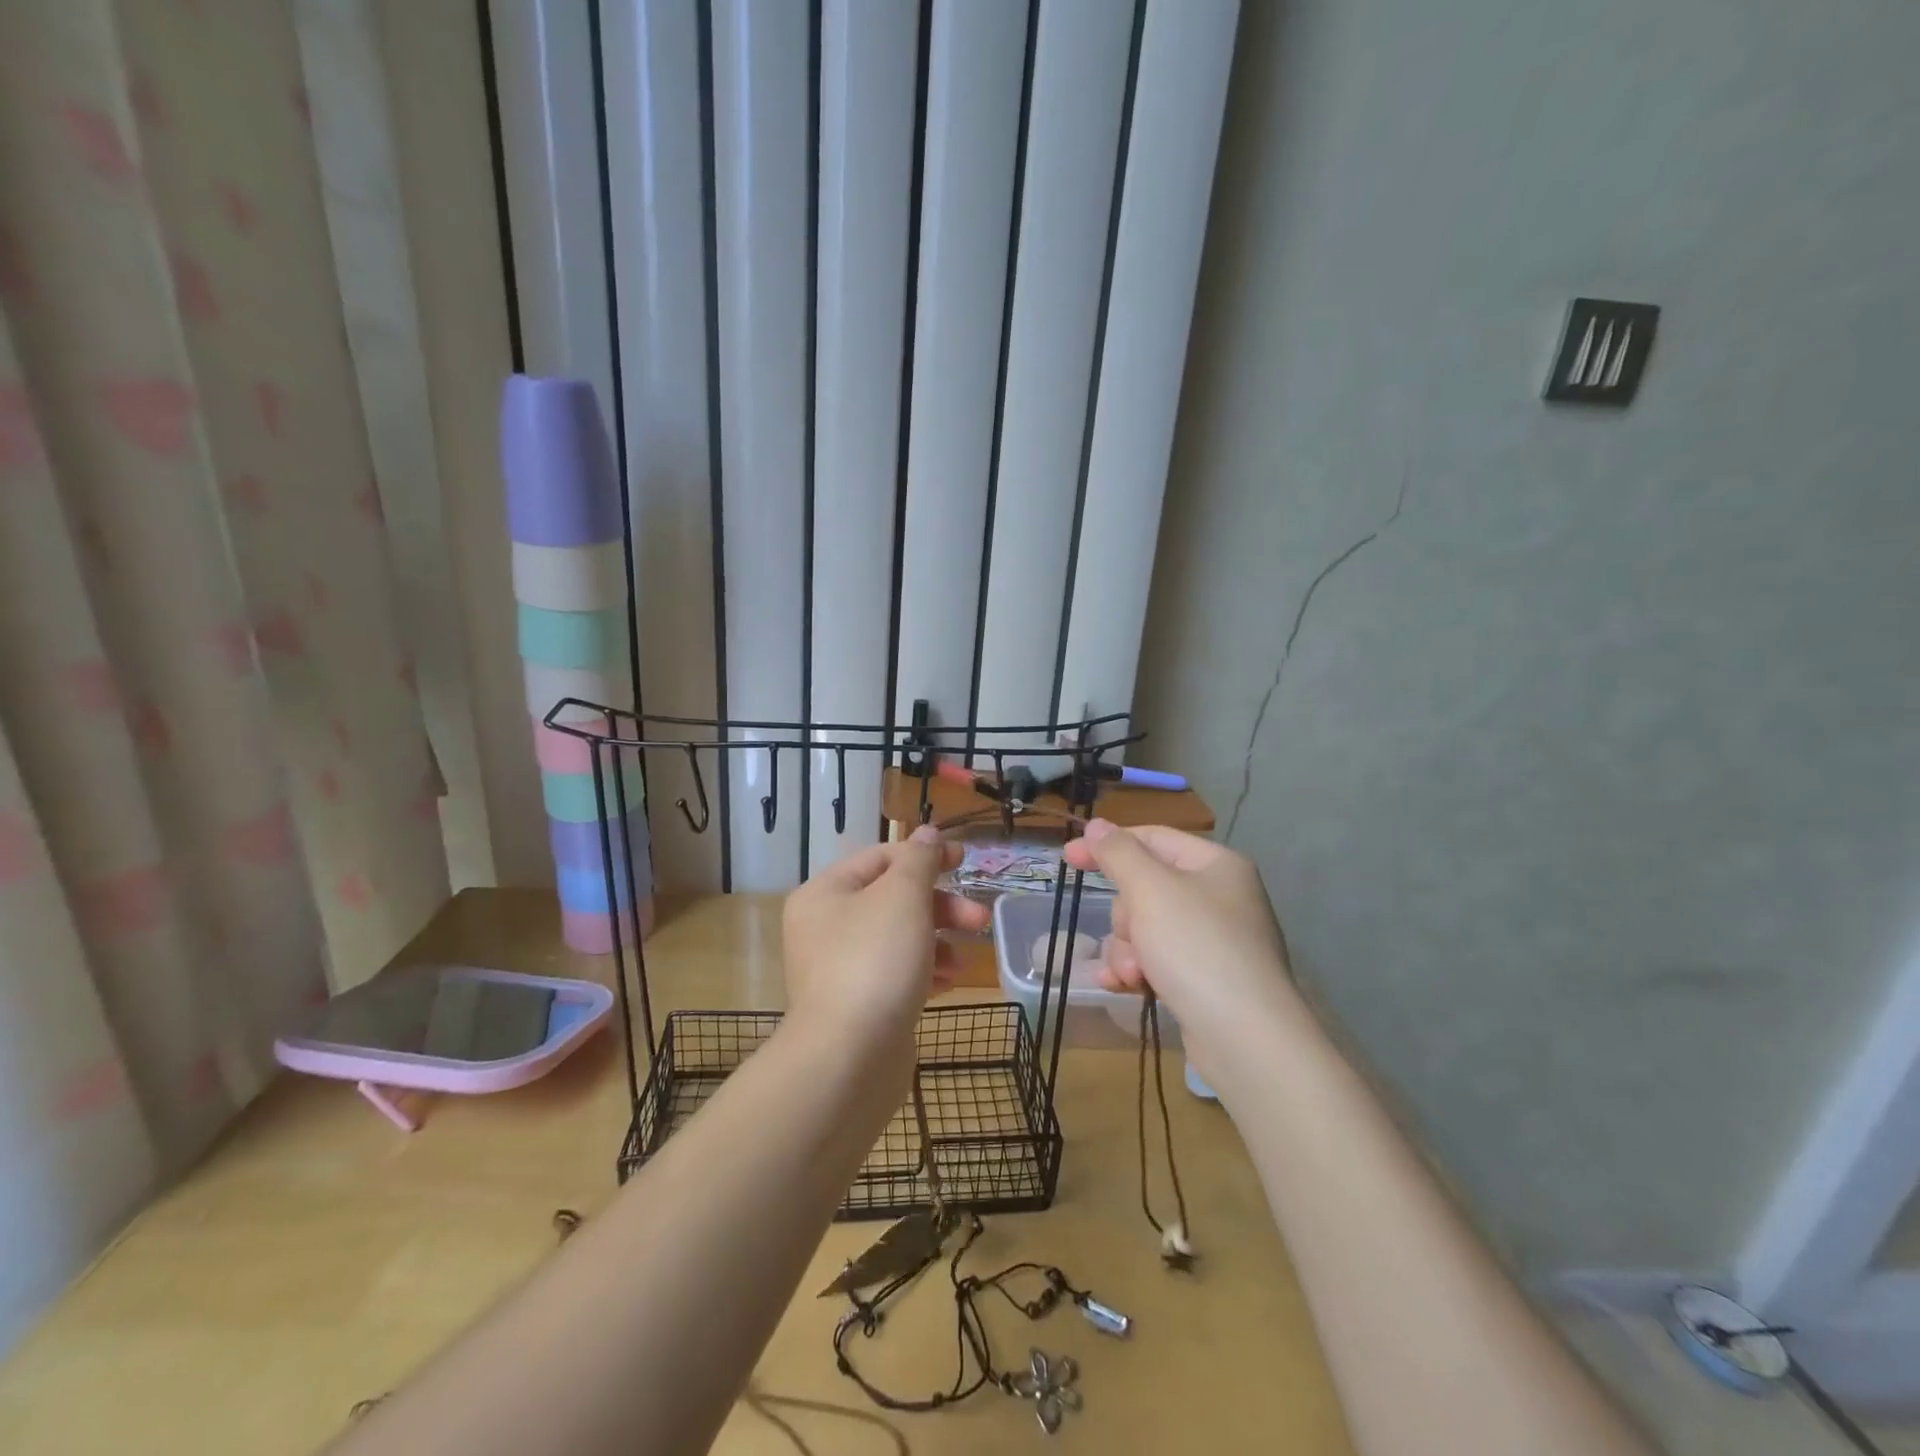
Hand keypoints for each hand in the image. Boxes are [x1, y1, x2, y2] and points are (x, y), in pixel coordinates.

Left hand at [781, 825, 989, 1059]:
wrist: (849, 1060)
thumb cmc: (875, 961)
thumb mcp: (903, 896)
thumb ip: (920, 859)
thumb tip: (928, 833)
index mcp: (825, 893)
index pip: (881, 858)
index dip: (925, 855)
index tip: (965, 861)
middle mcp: (825, 927)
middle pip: (892, 899)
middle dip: (940, 906)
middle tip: (978, 919)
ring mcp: (839, 970)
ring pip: (899, 939)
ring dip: (937, 941)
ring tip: (963, 960)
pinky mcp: (858, 1006)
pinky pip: (896, 975)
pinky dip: (924, 973)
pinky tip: (948, 983)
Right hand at [1063, 820, 1295, 1077]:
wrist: (1247, 1038)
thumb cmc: (1197, 948)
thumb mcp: (1150, 890)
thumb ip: (1118, 853)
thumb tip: (1097, 824)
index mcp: (1215, 864)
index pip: (1152, 838)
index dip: (1107, 845)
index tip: (1067, 858)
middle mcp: (1219, 897)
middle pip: (1145, 888)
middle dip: (1125, 917)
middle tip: (1133, 938)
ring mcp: (1214, 941)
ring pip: (1146, 928)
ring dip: (1128, 950)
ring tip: (1135, 976)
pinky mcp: (1207, 979)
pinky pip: (1158, 960)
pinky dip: (1138, 971)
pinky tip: (1124, 987)